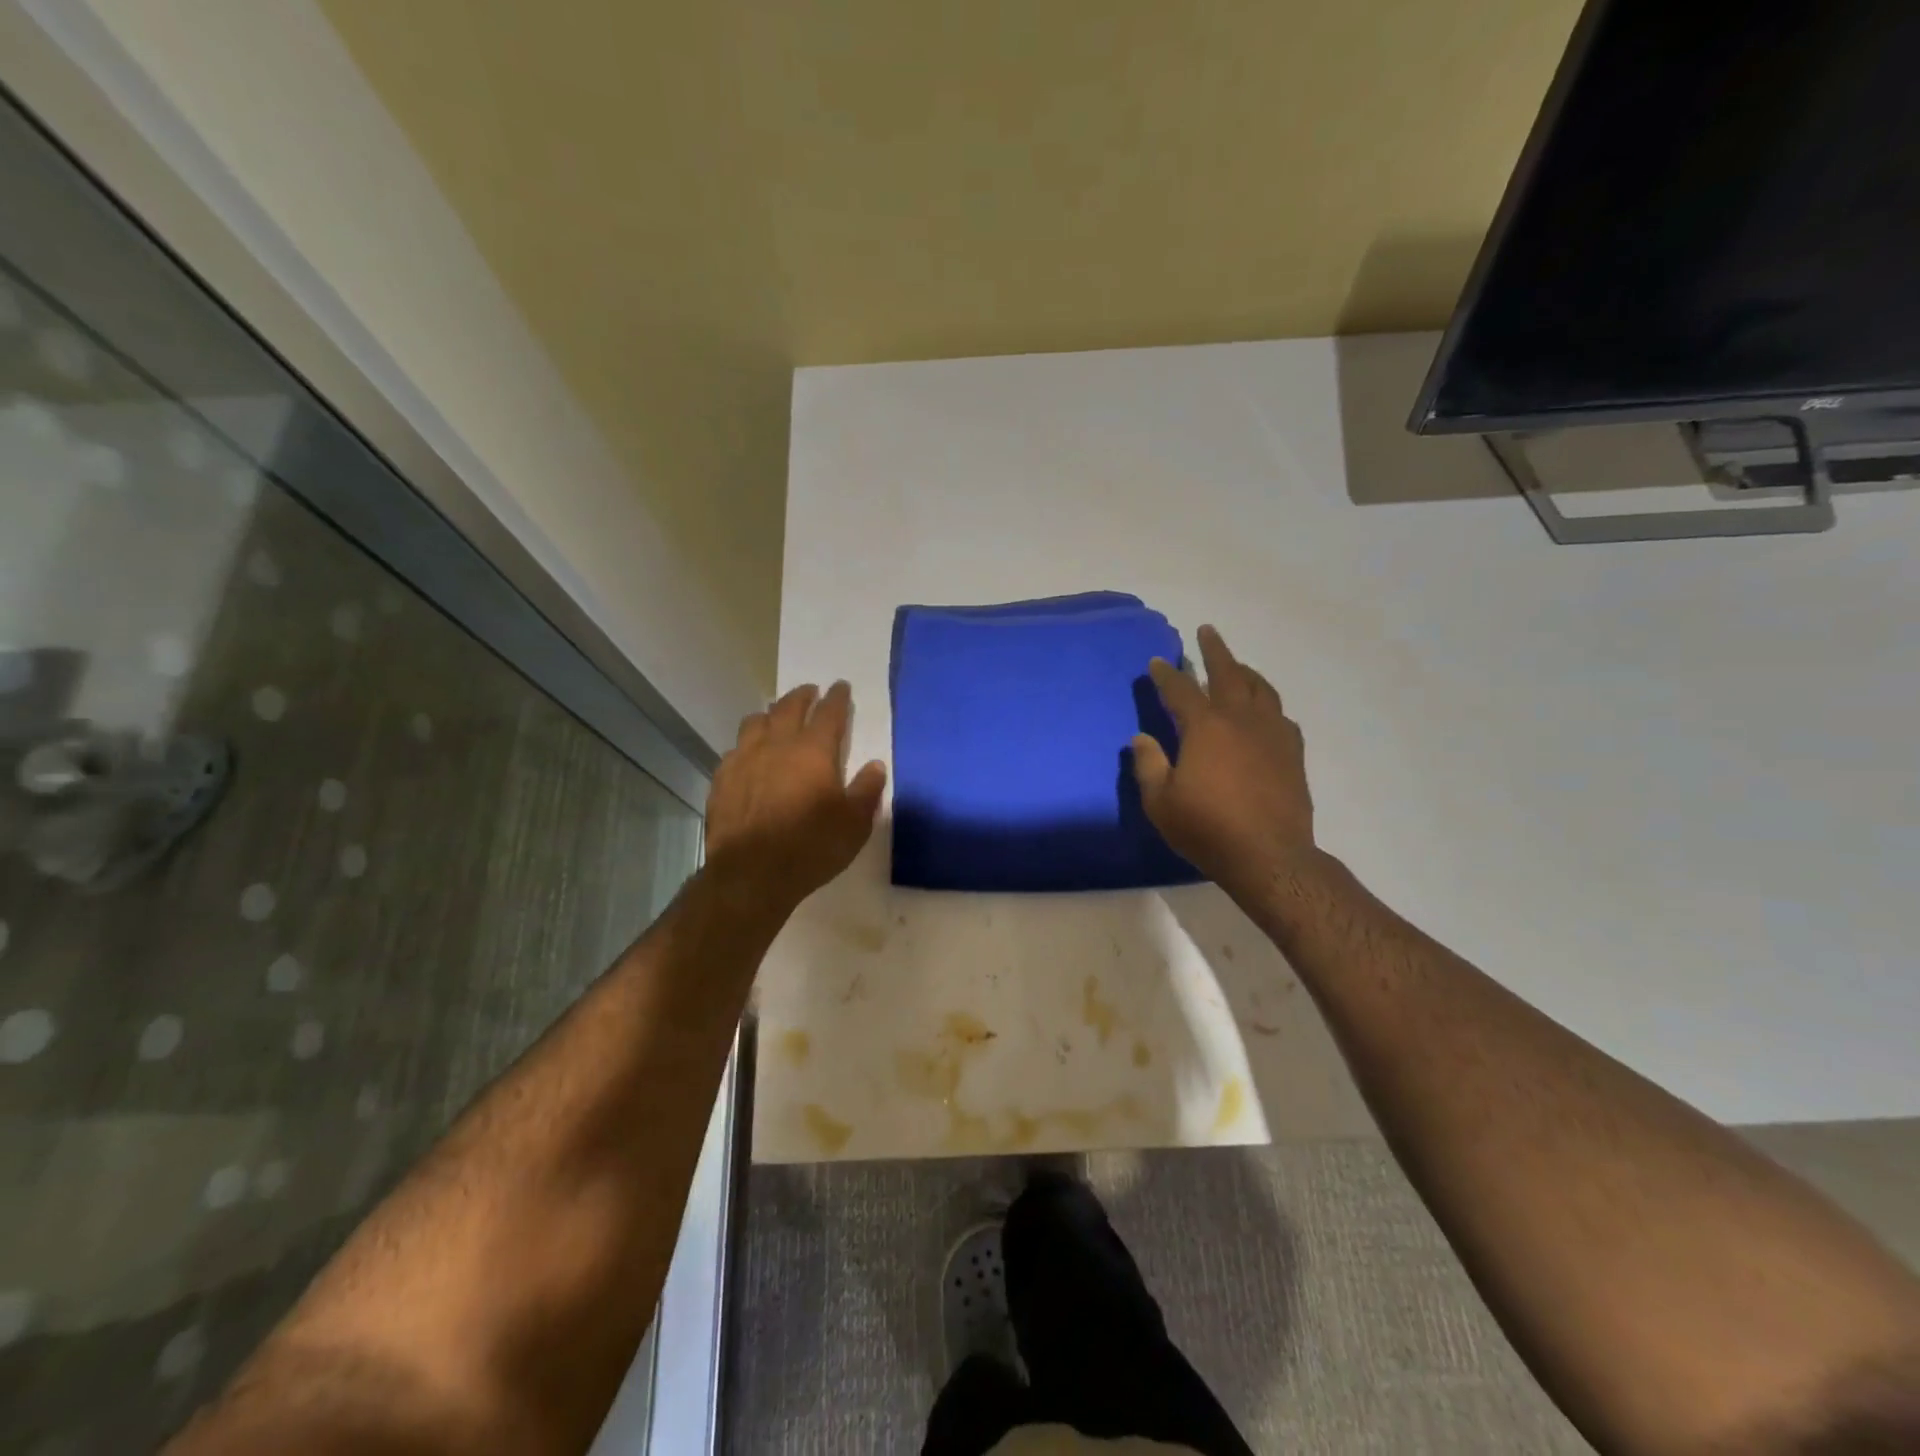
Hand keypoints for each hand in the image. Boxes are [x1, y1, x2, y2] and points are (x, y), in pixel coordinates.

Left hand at [704, 680, 886, 914]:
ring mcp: (744, 759)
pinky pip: (735, 749)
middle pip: (789, 707)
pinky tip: (749, 755)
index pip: (829, 713)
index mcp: (814, 751)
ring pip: (755, 721)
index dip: (837, 698)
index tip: (841, 687)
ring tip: (776, 716)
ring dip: (770, 714)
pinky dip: (747, 744)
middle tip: (810, 691)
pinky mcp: (722, 779)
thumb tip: (875, 765)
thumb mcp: (854, 824)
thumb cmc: (811, 847)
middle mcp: (777, 745)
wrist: (751, 874)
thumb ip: (866, 790)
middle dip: (802, 695)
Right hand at [1131, 624, 1317, 902]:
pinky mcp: (1292, 753)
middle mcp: (1240, 720)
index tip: (1158, 661)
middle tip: (1207, 631)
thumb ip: (1148, 765)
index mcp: (1205, 728)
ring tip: (1237, 666)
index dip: (1166, 673)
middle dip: (1215, 650)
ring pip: (1260, 689)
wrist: (1269, 857)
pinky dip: (1267, 704)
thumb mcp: (1161, 802)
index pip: (1180, 689)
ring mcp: (1272, 734)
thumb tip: (1141, 738)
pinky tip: (1264, 712)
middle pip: (1228, 673)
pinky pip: (1280, 716)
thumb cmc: (1207, 829)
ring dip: (1245, 672)